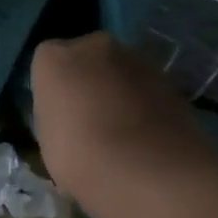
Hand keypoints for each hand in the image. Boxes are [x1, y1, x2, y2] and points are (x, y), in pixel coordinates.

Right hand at [30, 32, 217, 217]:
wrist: (148, 171)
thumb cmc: (78, 155)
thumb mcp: (46, 136)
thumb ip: (54, 113)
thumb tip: (67, 114)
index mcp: (55, 57)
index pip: (46, 60)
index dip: (52, 86)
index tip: (56, 112)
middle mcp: (96, 46)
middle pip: (87, 58)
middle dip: (87, 80)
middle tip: (86, 118)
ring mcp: (138, 60)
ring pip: (119, 72)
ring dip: (117, 91)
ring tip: (118, 132)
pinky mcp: (171, 81)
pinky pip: (146, 89)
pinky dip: (143, 105)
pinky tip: (143, 136)